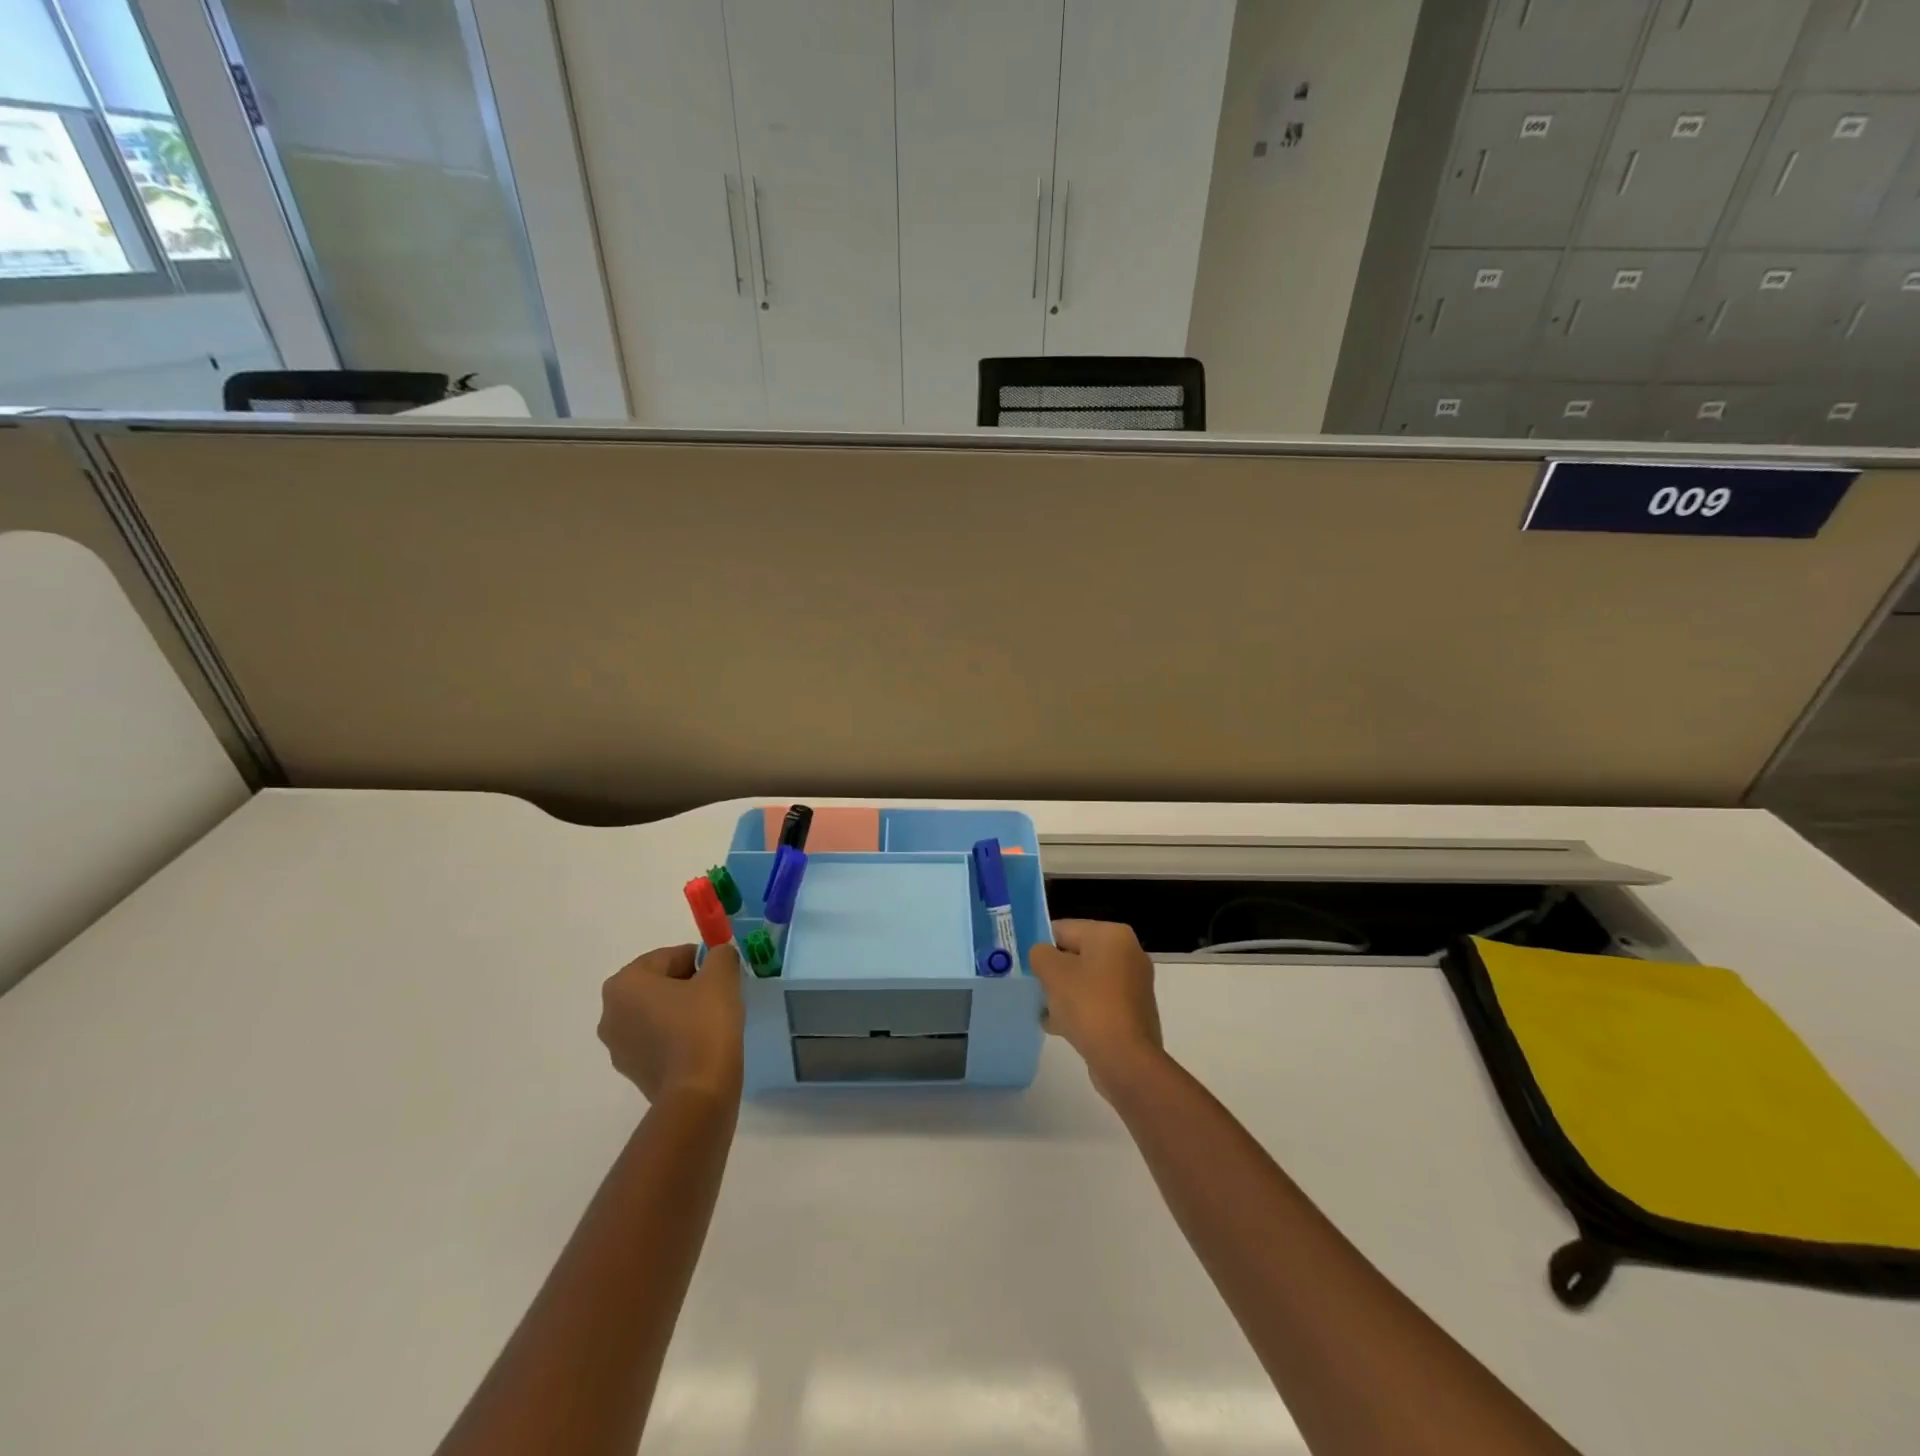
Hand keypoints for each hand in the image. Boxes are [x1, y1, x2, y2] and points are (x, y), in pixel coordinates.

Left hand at [599, 943, 743, 1102]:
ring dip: (680, 1010)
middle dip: (688, 984)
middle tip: (719, 992)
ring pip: (655, 1013)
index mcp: (624, 983)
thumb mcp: (721, 976)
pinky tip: (701, 1043)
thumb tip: (718, 956)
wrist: (698, 1092)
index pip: (669, 957)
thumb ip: (720, 955)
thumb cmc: (704, 1024)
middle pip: (658, 984)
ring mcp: (617, 1046)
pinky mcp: (631, 1072)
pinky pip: (655, 1039)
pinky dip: (675, 1035)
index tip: (722, 972)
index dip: (700, 960)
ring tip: (712, 1020)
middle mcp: (610, 1012)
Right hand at [1028, 919, 1163, 1096]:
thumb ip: (1040, 954)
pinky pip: (1097, 1001)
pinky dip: (1080, 1010)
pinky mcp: (1132, 1011)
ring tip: (1044, 1012)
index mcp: (1112, 935)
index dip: (1040, 945)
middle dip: (1053, 972)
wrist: (1126, 1060)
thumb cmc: (1088, 1006)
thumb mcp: (1052, 972)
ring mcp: (1133, 984)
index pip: (1064, 929)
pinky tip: (1059, 1027)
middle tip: (1034, 988)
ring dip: (1063, 993)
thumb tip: (1043, 956)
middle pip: (1076, 955)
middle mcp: (1128, 953)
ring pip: (1085, 980)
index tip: (1025, 964)